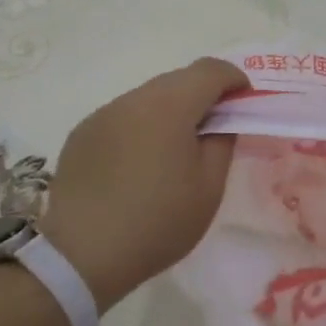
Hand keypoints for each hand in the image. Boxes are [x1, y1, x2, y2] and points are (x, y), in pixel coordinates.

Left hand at [39, 58, 248, 309]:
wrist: (81, 255)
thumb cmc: (158, 222)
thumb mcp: (209, 187)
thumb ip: (223, 141)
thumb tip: (221, 121)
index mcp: (169, 106)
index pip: (210, 70)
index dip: (234, 81)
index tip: (244, 106)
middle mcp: (133, 99)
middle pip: (178, 79)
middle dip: (203, 96)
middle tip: (214, 132)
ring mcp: (102, 114)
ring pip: (148, 97)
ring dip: (170, 111)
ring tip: (174, 152)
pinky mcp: (82, 134)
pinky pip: (123, 117)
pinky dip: (141, 127)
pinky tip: (139, 166)